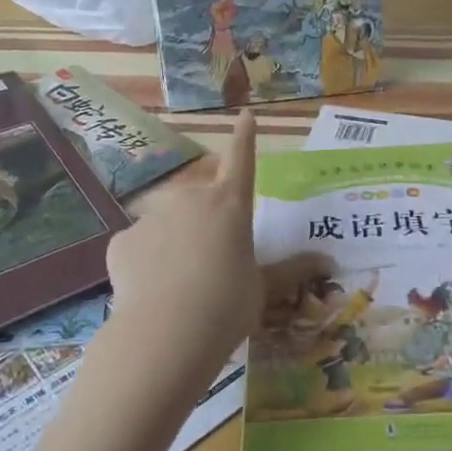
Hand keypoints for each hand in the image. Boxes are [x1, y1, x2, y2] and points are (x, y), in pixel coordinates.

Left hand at [97, 111, 322, 388]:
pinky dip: (145, 263)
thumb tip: (329, 261)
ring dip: (174, 243)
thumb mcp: (264, 289)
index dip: (245, 137)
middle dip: (204, 220)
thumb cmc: (227, 306)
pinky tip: (150, 294)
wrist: (166, 335)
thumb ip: (291, 271)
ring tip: (178, 287)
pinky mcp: (122, 240)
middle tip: (208, 262)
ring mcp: (153, 216)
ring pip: (167, 225)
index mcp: (230, 204)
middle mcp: (191, 198)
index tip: (245, 115)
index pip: (242, 159)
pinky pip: (138, 247)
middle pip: (201, 198)